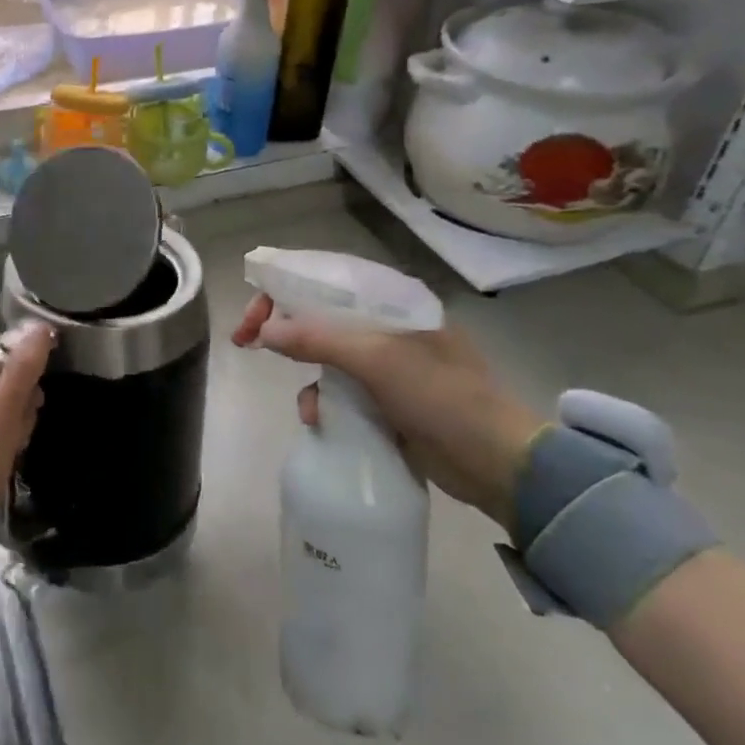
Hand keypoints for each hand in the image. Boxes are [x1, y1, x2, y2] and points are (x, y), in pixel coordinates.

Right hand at [233, 296, 541, 529]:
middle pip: (319, 317)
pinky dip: (326, 403)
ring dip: (308, 378)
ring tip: (310, 408)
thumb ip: (317, 340)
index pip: (324, 280)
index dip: (281, 290)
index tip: (251, 315)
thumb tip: (264, 331)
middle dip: (283, 330)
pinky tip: (323, 422)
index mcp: (392, 302)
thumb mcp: (377, 361)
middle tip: (245, 342)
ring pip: (325, 357)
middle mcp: (386, 326)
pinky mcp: (387, 401)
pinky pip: (340, 391)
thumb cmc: (442, 396)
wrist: (499, 465)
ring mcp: (387, 365)